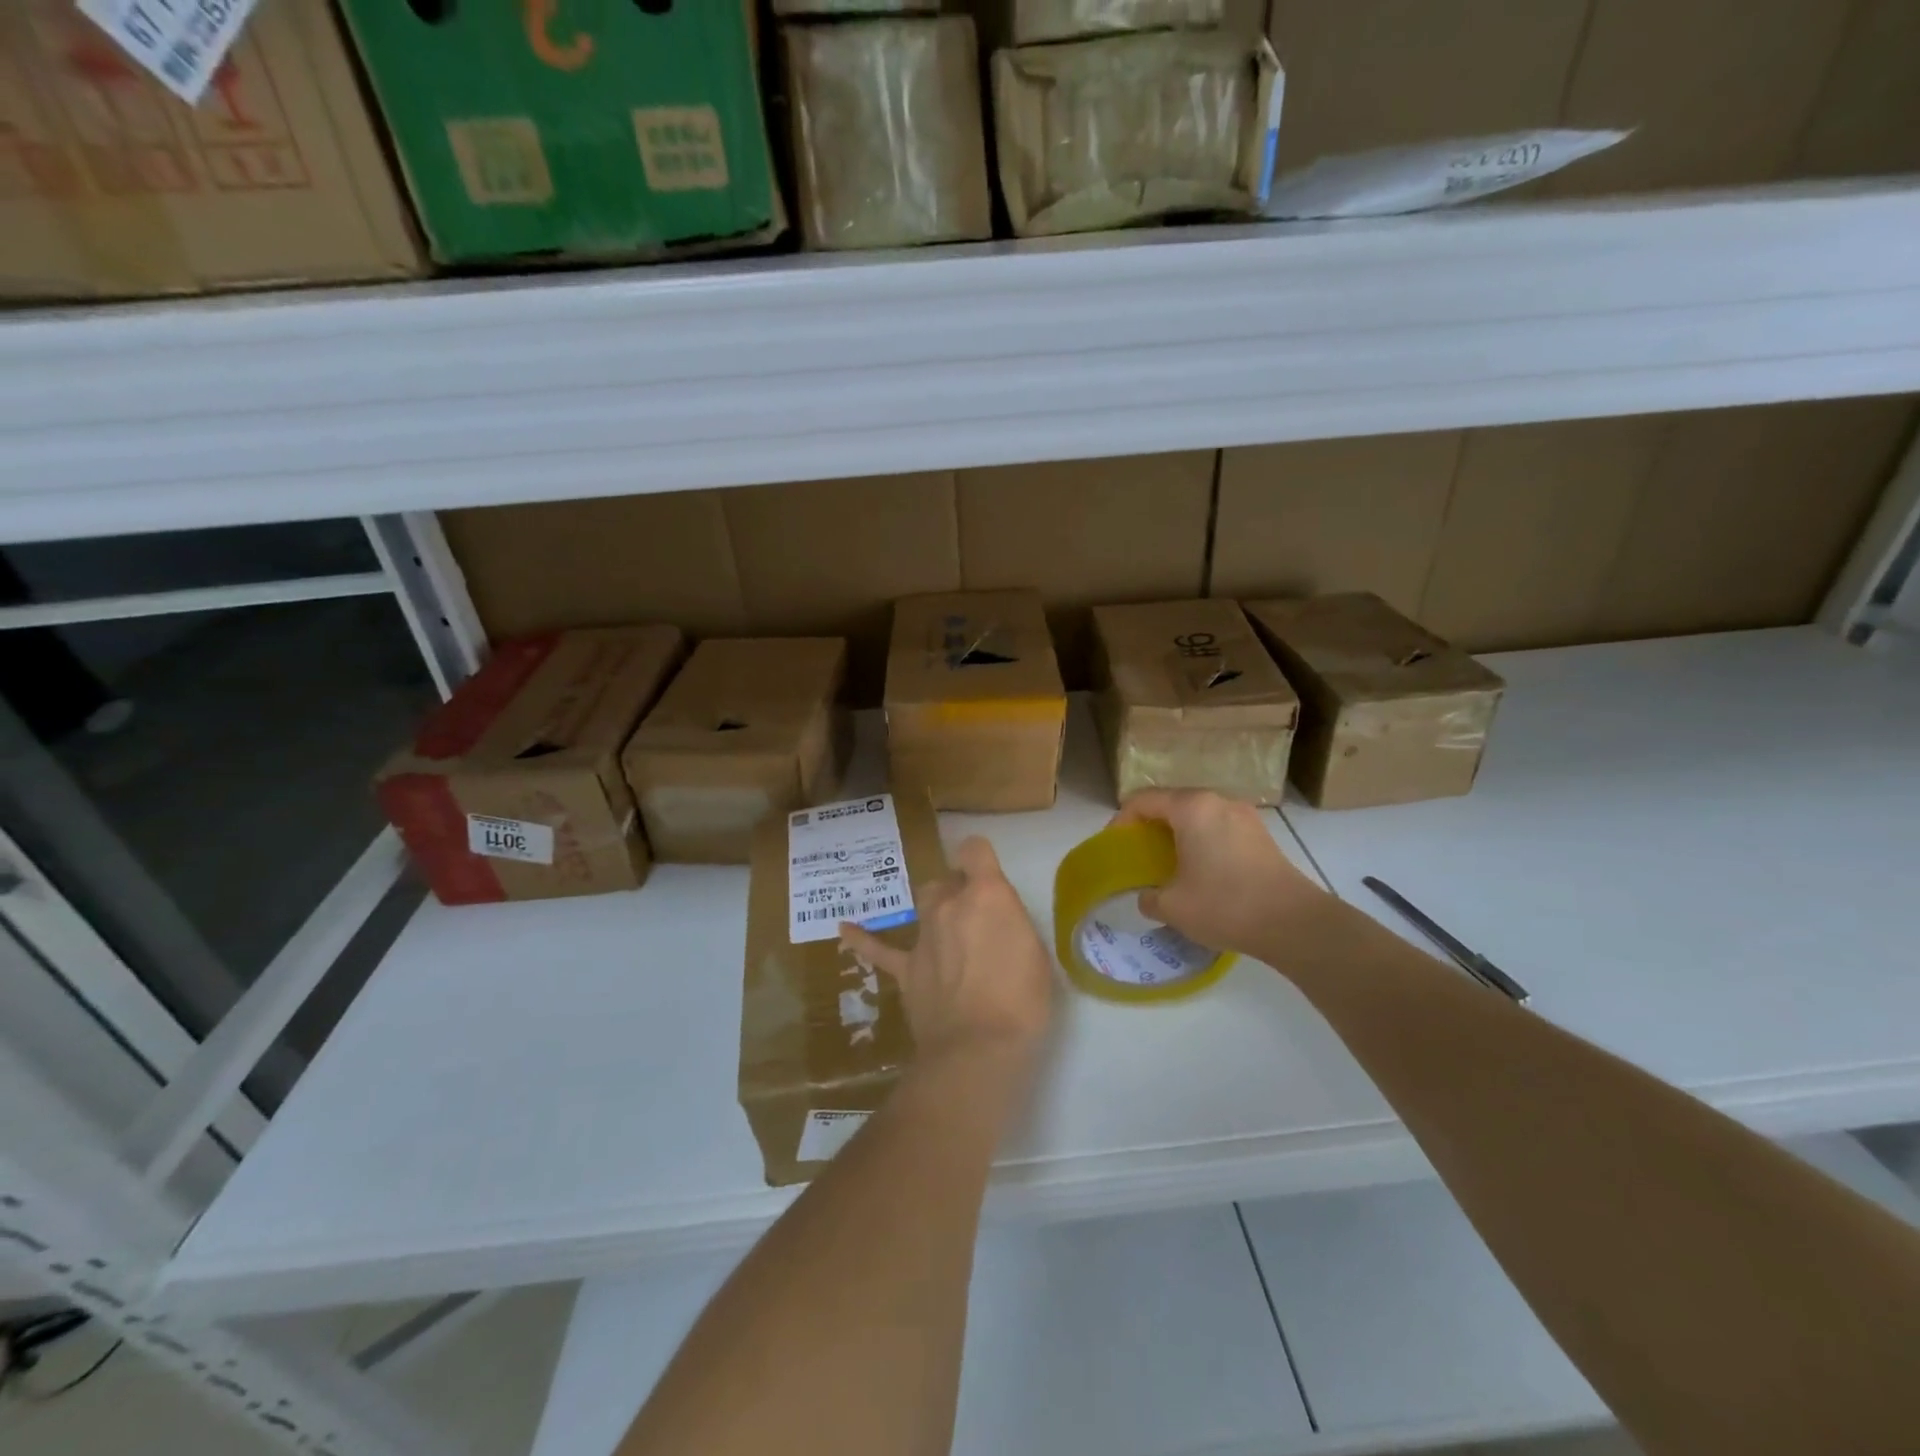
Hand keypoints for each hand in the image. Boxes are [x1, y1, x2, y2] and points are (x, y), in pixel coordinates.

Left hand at [840, 837, 1053, 1063]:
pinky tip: (845, 929)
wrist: (977, 1048)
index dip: (980, 857)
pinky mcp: (905, 969)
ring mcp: (923, 936)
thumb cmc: (1021, 1001)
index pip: (975, 849)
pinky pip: (878, 948)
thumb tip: (995, 923)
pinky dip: (863, 938)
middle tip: (978, 920)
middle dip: (961, 891)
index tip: (989, 875)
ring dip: (935, 911)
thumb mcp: (1036, 954)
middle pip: (948, 880)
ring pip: (923, 904)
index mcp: (986, 895)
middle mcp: (949, 905)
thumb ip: (1012, 925)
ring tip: (946, 930)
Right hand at [1111, 789, 1329, 956]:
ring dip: (1178, 835)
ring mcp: (1244, 816)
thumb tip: (1149, 896)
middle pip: (1172, 804)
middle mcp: (1218, 802)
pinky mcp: (1261, 836)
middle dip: (1150, 827)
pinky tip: (1201, 873)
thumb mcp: (1172, 906)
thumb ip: (1149, 897)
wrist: (1294, 923)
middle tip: (1137, 855)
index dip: (1121, 821)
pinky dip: (1202, 843)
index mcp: (1191, 808)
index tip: (1114, 847)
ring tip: (1168, 865)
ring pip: (1198, 816)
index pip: (1143, 801)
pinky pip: (1219, 829)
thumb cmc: (1225, 905)